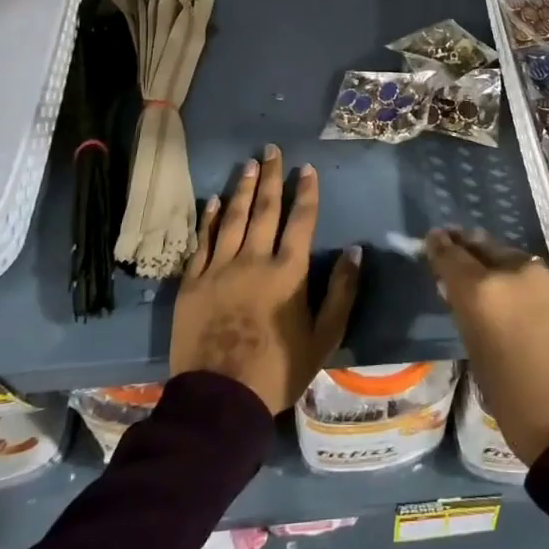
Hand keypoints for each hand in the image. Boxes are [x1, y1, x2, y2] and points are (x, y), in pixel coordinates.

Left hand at [171, 146, 361, 414]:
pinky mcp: (193, 282)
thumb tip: (355, 251)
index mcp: (288, 272)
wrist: (220, 398)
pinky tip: (214, 201)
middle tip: (272, 150)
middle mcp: (254, 259)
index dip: (306, 192)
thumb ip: (341, 293)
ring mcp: (220, 268)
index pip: (301, 221)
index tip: (306, 168)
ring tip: (248, 164)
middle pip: (265, 209)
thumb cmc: (278, 370)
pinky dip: (210, 219)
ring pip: (233, 218)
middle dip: (271, 177)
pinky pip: (202, 241)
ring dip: (242, 188)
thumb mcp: (324, 337)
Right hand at [424, 230, 548, 464]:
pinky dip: (545, 289)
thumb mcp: (478, 357)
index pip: (451, 256)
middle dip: (474, 250)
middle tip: (465, 248)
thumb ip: (467, 313)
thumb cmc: (518, 404)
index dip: (440, 246)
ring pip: (523, 263)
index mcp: (483, 293)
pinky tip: (548, 309)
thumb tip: (459, 289)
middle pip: (488, 248)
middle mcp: (518, 271)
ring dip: (513, 272)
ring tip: (512, 290)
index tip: (435, 239)